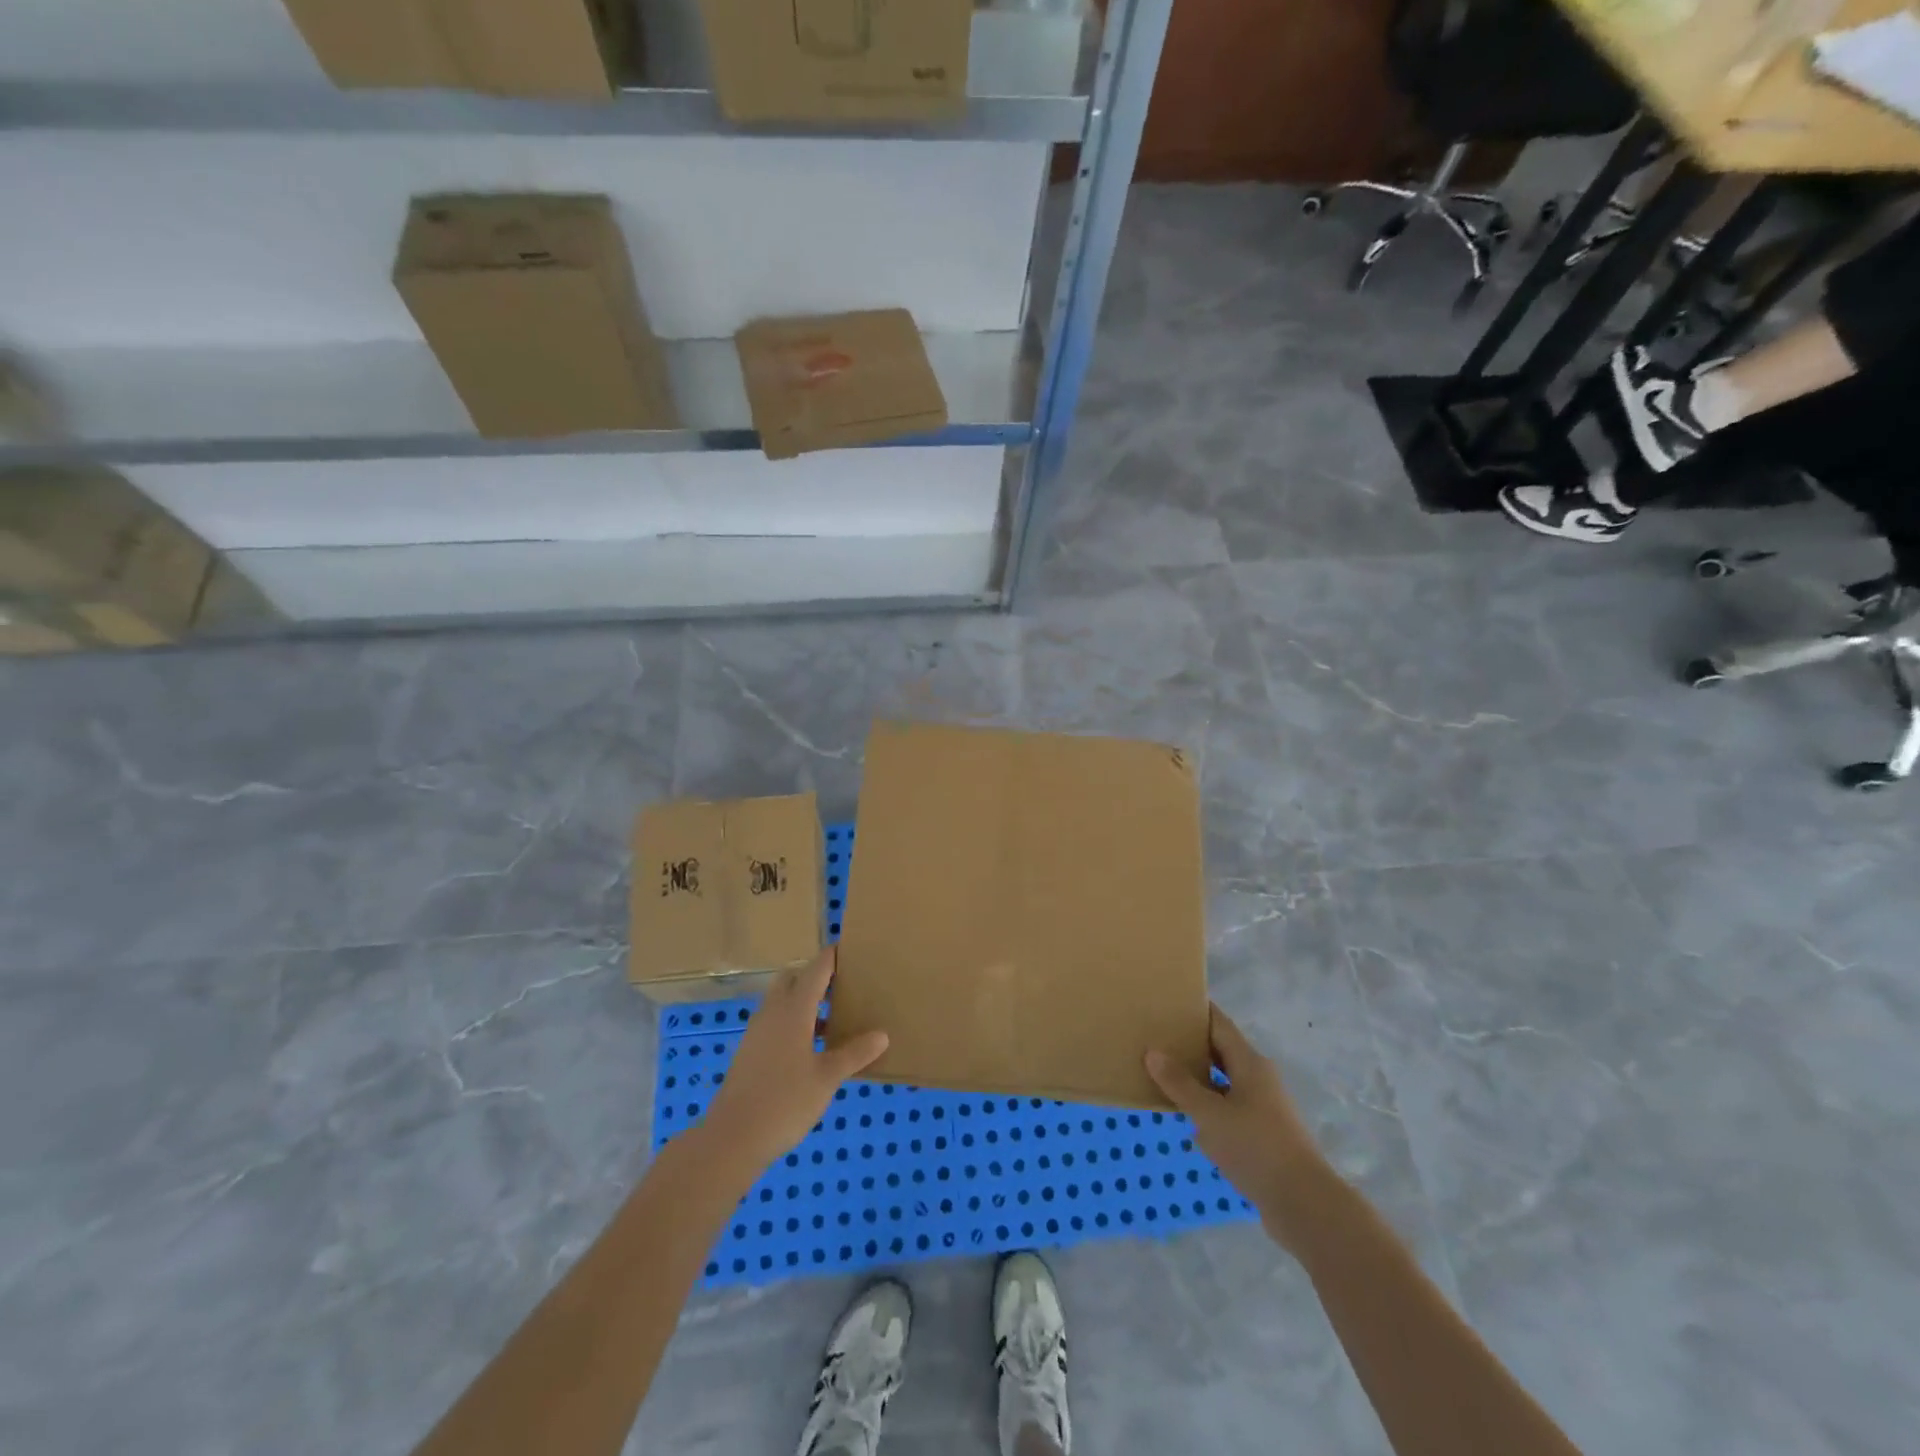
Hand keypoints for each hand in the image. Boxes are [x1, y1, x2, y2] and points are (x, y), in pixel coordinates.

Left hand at [697, 948, 888, 1181]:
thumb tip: (882, 1035)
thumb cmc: (785, 1101)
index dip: (832, 956)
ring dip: (805, 1001)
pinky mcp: (749, 1052)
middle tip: (843, 986)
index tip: (849, 948)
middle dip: (815, 976)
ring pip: (782, 1001)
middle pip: (793, 978)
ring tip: (833, 1019)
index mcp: (794, 1010)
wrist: (733, 1138)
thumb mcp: (828, 1078)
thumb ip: (854, 1053)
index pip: (816, 969)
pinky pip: (775, 1022)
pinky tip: (811, 1049)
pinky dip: (793, 1022)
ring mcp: (757, 1032)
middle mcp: (773, 1012)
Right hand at [1146, 1005, 1328, 1251]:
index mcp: (1250, 1063)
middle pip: (1220, 1051)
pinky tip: (1187, 1118)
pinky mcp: (1262, 1135)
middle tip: (1155, 1037)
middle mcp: (1258, 1078)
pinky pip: (1228, 1109)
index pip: (1219, 1024)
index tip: (1168, 1001)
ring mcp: (1263, 1108)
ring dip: (1197, 1078)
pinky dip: (1207, 1107)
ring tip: (1163, 1075)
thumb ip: (1180, 1084)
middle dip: (1190, 1044)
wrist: (1305, 1206)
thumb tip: (1152, 1052)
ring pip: (1223, 1082)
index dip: (1196, 1010)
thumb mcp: (1210, 1115)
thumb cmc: (1256, 1148)